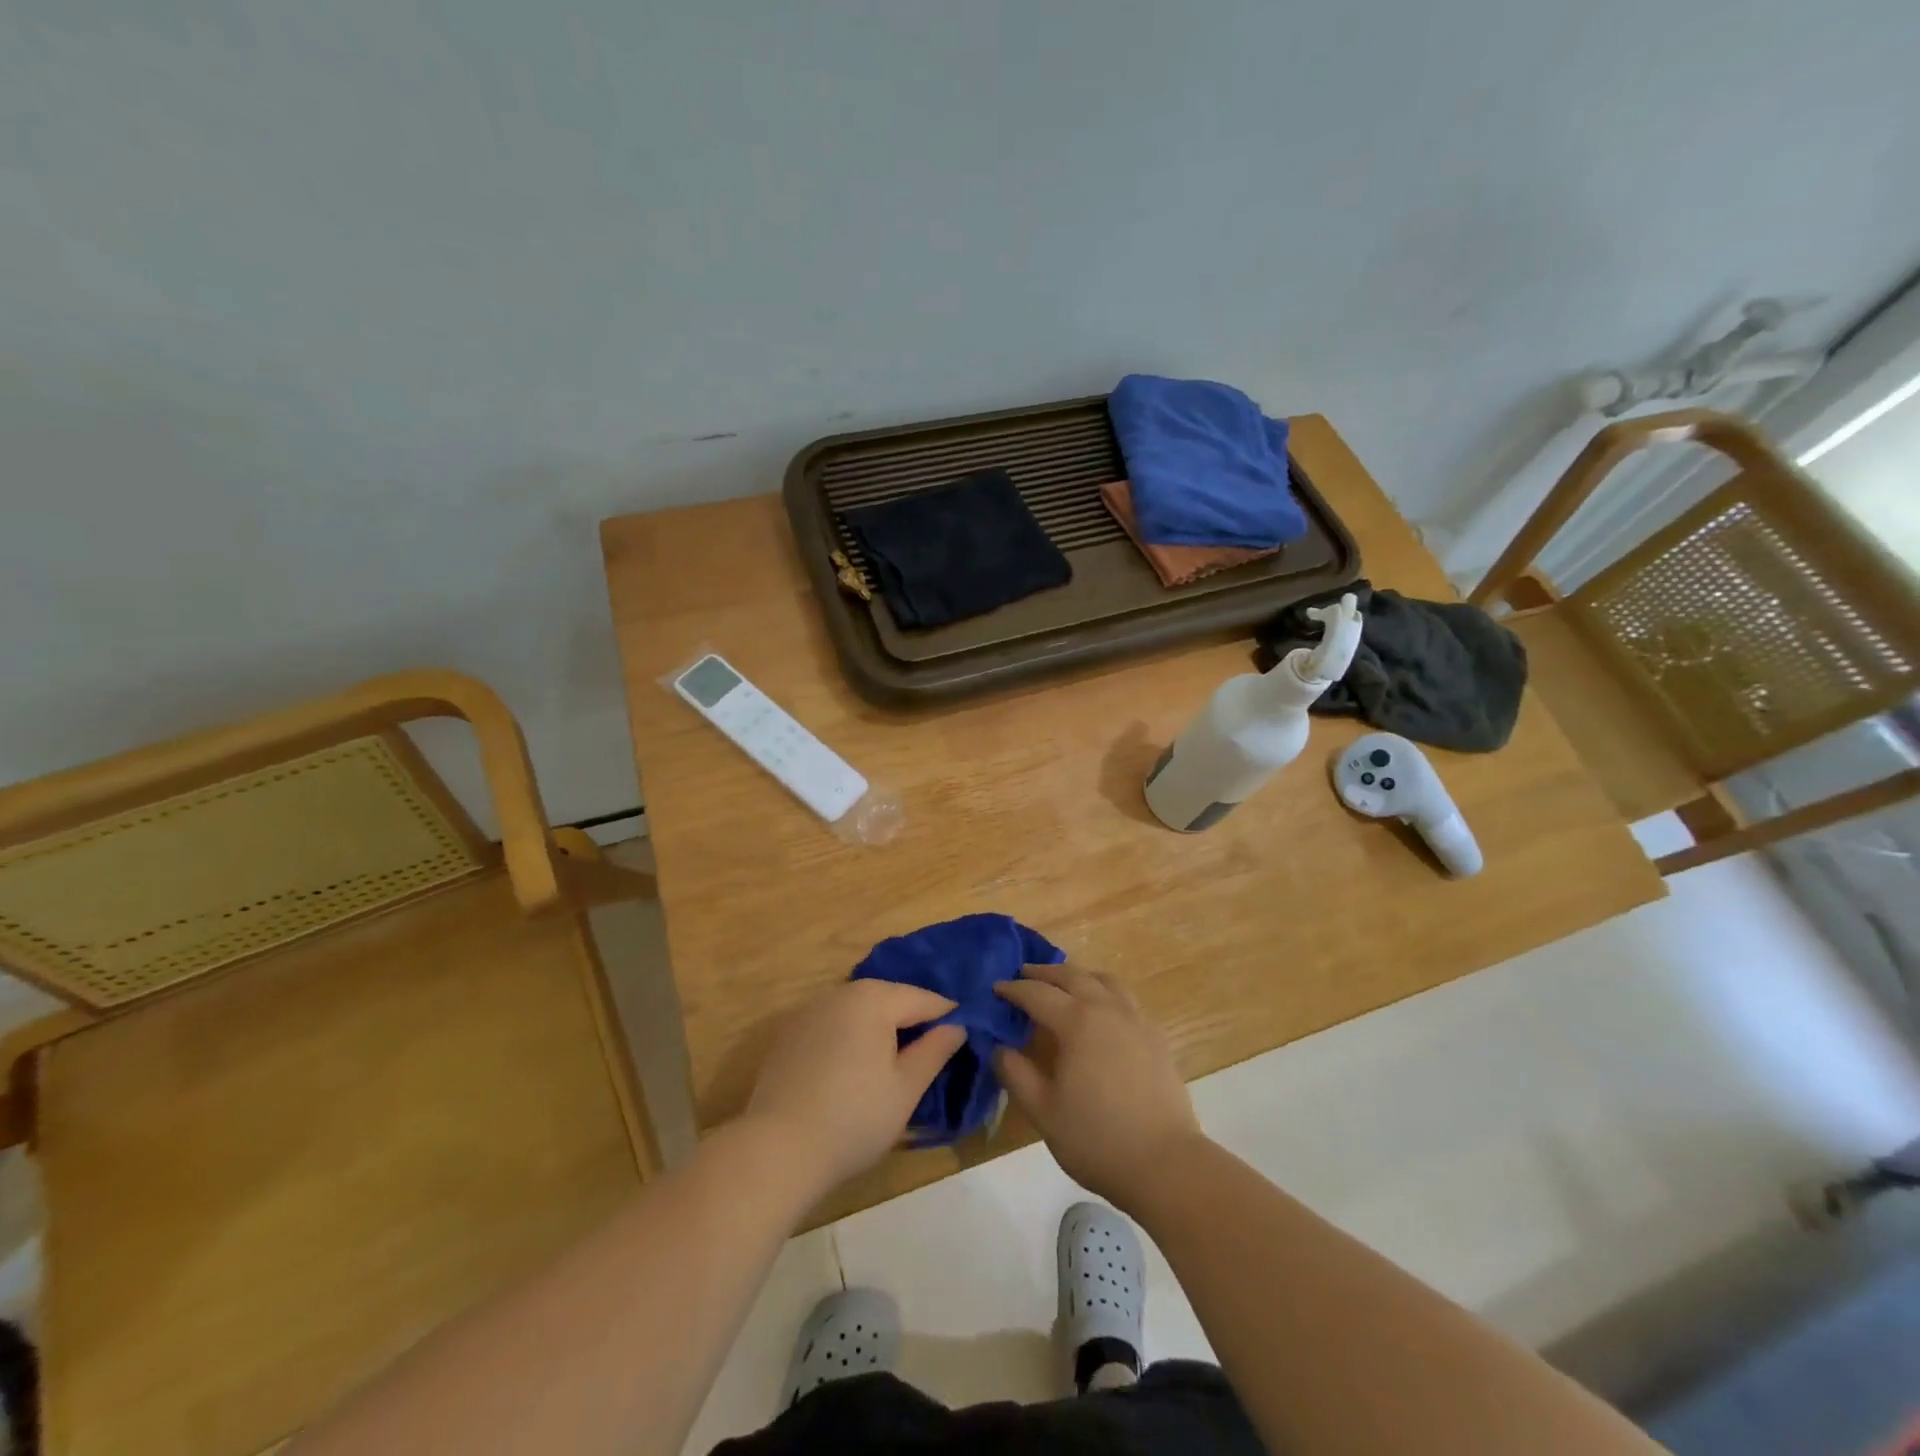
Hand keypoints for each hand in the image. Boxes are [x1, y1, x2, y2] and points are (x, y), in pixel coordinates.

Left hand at [745, 979, 966, 1194]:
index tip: (965, 1033)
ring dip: (880, 1026)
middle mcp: (839, 993)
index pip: (922, 998)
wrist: (776, 1150)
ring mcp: (809, 1012)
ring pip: (859, 1009)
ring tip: (896, 1058)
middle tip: (933, 1048)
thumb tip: (956, 1026)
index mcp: (872, 999)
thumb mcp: (906, 1089)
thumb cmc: (853, 1119)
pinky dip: (851, 1036)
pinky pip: (833, 1024)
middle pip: (888, 998)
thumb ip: (935, 1050)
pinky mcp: (788, 1034)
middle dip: (912, 1018)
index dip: (948, 1014)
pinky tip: (854, 1068)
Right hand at [994, 964, 1201, 1208]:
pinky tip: (1102, 1013)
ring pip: (1105, 981)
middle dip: (1044, 973)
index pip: (1037, 994)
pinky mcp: (1156, 1037)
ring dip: (1079, 976)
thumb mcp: (1043, 1110)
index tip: (996, 988)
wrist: (1165, 1164)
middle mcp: (1107, 1009)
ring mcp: (1136, 1020)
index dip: (1013, 989)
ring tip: (1065, 984)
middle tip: (1024, 974)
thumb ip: (1015, 1073)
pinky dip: (1106, 993)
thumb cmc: (1096, 1138)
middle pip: (1072, 976)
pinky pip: (1126, 1000)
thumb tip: (998, 1047)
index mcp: (1077, 1021)